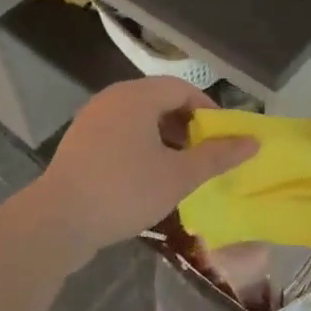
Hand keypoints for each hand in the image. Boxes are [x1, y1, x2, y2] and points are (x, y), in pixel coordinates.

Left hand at [36, 78, 256, 254]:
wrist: (57, 221)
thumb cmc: (125, 191)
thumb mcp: (179, 175)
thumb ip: (217, 156)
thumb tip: (253, 142)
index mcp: (137, 97)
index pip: (182, 89)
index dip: (208, 110)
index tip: (222, 138)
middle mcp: (113, 98)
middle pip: (160, 100)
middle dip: (187, 125)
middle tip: (203, 154)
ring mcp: (92, 119)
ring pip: (139, 118)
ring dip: (164, 137)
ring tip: (179, 167)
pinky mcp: (80, 141)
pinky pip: (120, 132)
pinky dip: (141, 145)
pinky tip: (147, 176)